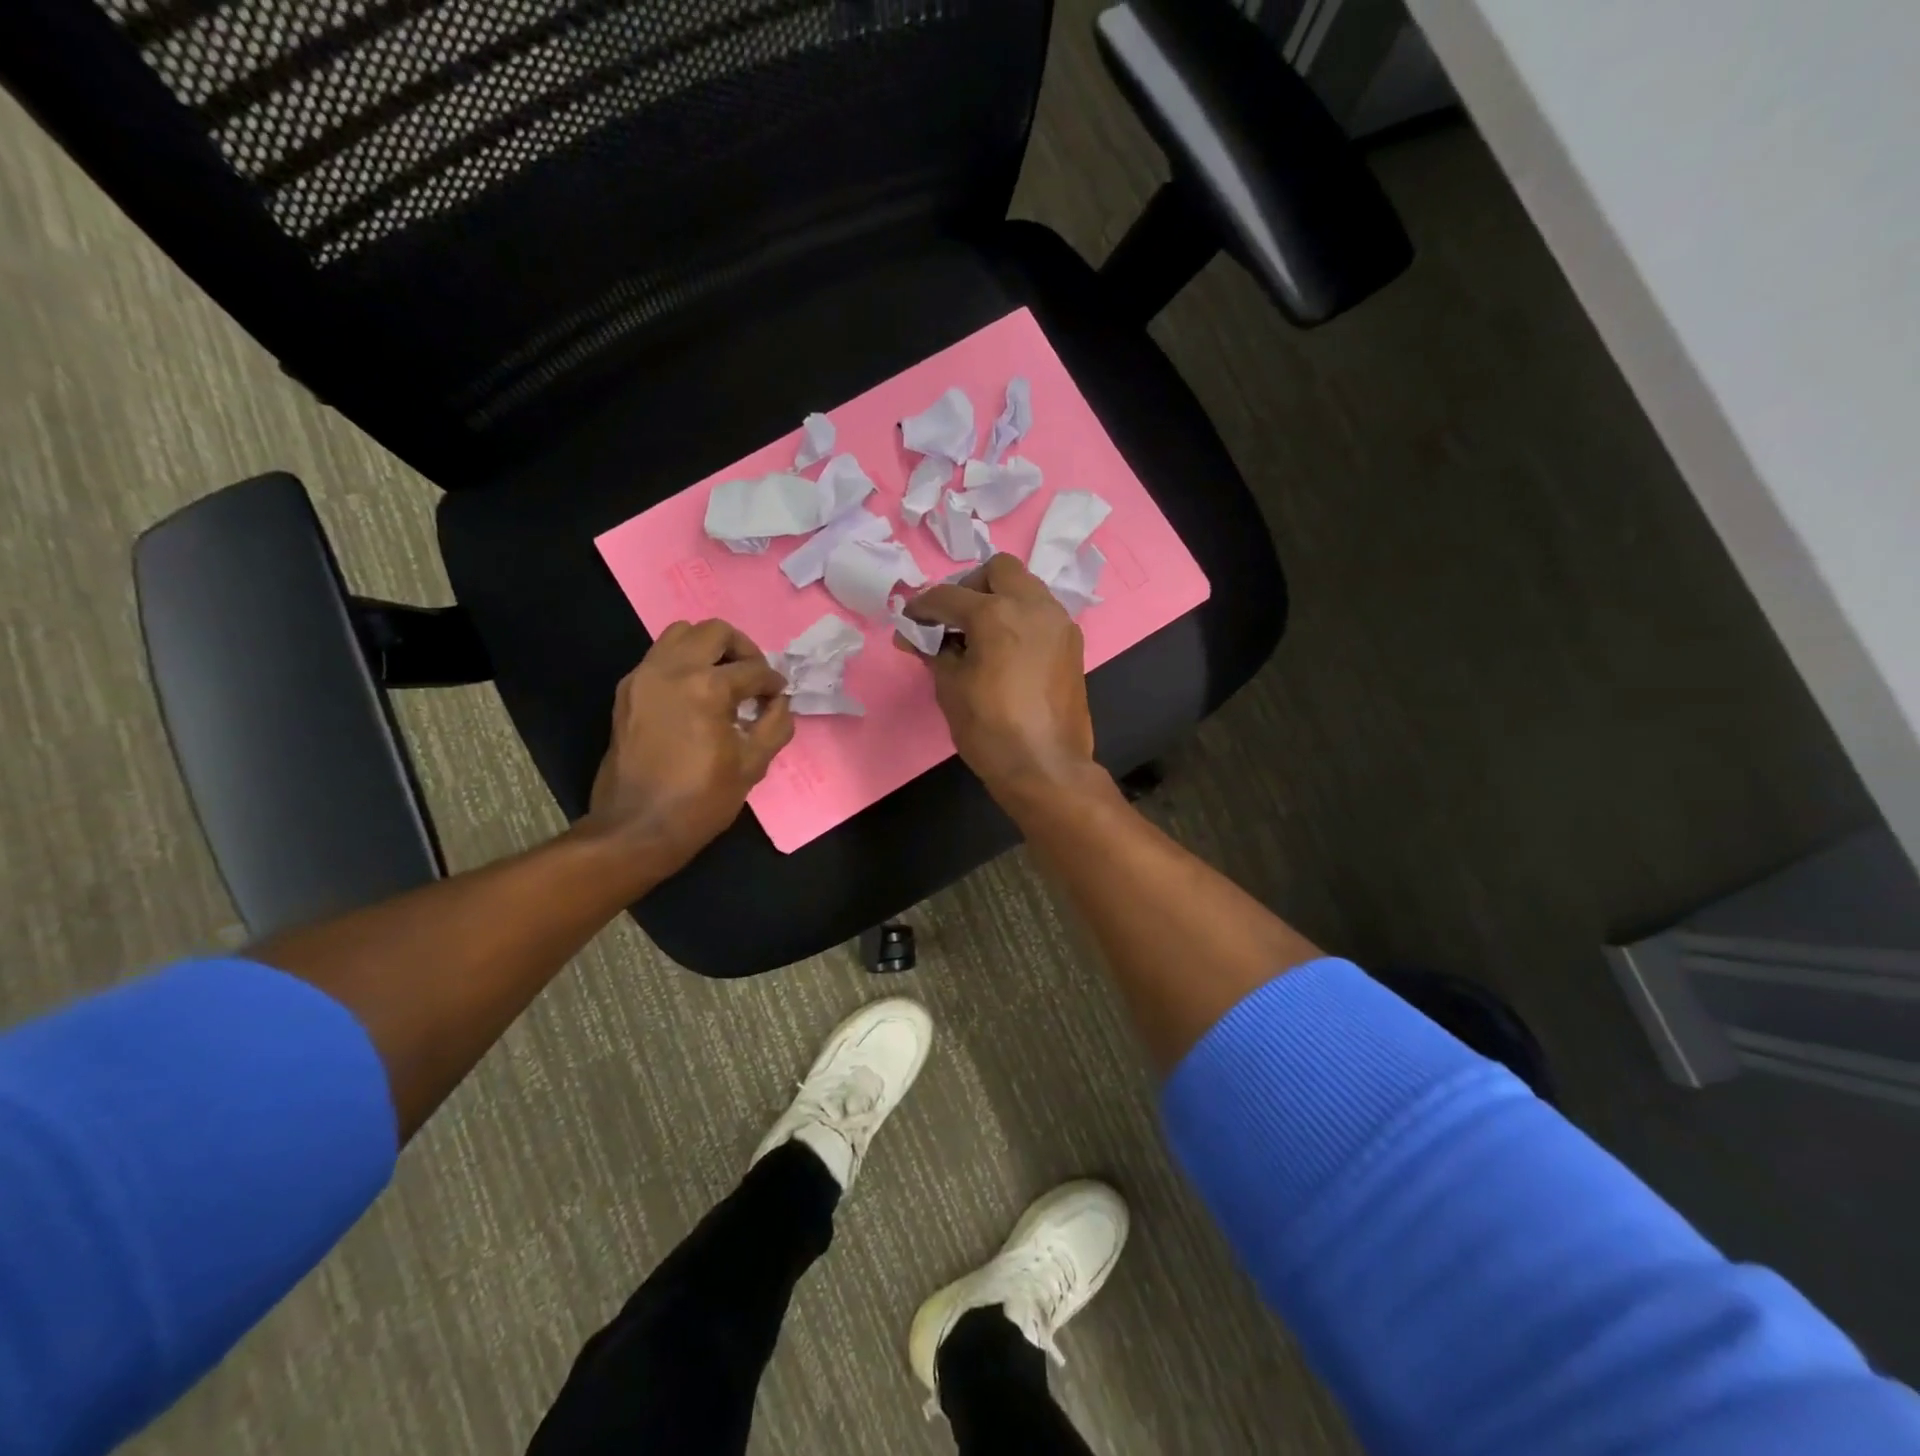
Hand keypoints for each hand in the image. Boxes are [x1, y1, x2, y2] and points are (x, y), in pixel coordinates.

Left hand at [585, 619, 792, 871]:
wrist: (637, 827)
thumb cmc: (701, 800)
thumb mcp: (753, 765)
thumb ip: (775, 724)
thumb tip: (780, 702)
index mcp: (707, 687)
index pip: (753, 669)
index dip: (773, 682)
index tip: (779, 695)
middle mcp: (671, 670)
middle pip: (714, 632)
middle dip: (742, 649)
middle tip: (753, 677)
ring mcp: (643, 677)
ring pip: (680, 634)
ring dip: (707, 648)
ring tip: (723, 679)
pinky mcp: (627, 691)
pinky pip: (658, 657)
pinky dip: (682, 663)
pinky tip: (695, 695)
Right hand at [896, 554, 1095, 802]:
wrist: (1046, 767)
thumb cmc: (990, 729)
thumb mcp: (950, 688)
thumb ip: (934, 652)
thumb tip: (918, 637)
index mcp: (997, 614)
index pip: (949, 596)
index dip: (922, 608)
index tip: (910, 623)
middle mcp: (1033, 606)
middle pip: (998, 570)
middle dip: (970, 586)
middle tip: (954, 619)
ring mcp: (1059, 622)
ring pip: (1026, 587)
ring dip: (1000, 599)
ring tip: (980, 634)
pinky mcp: (1072, 643)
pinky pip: (1042, 612)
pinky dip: (1021, 618)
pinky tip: (1006, 649)